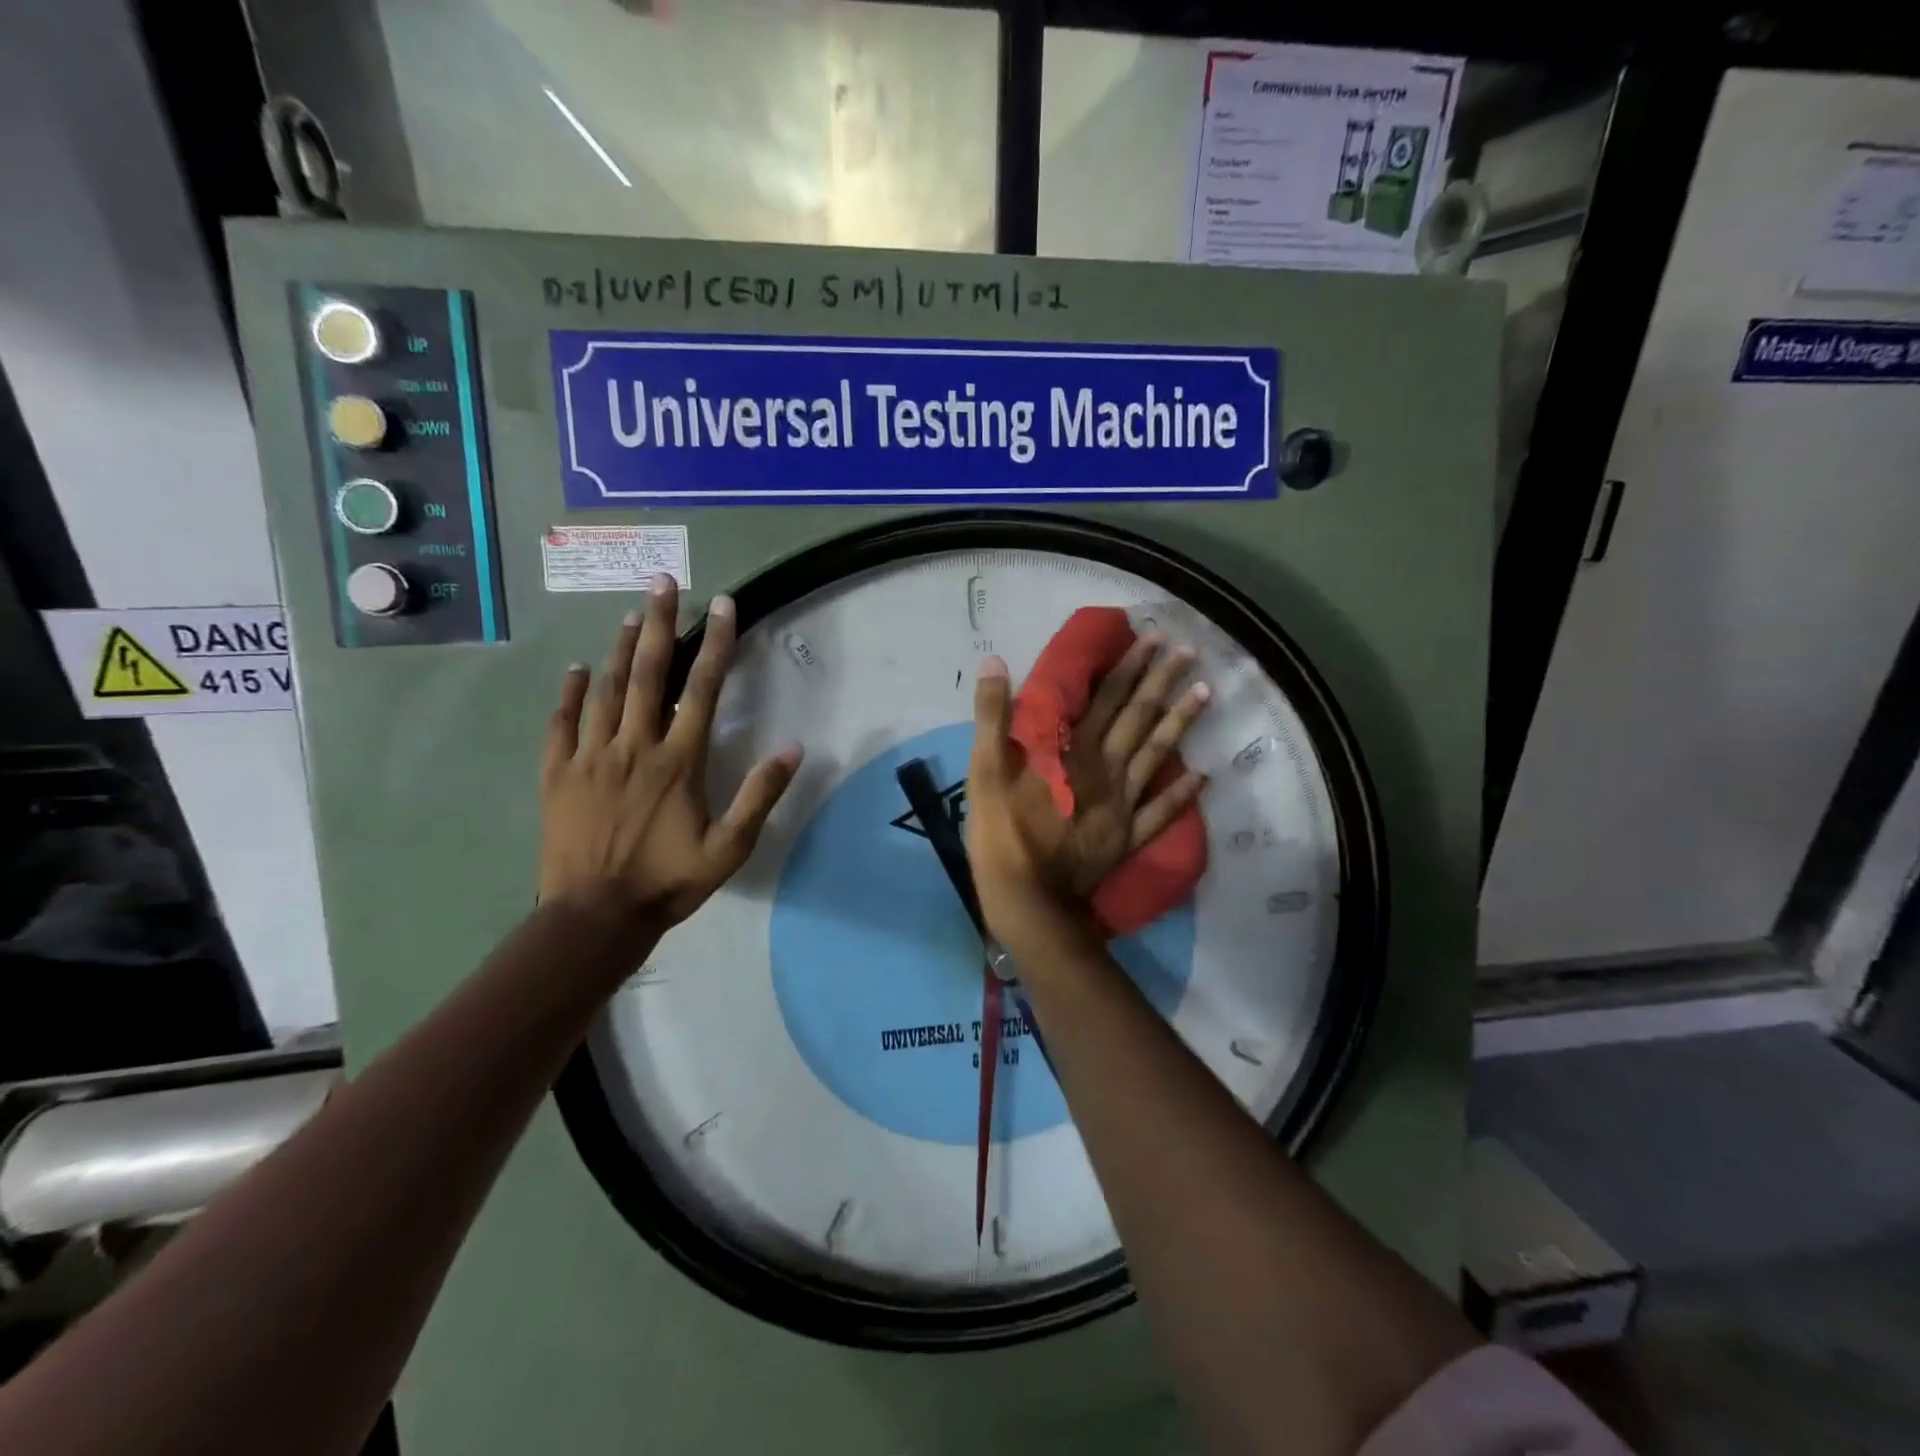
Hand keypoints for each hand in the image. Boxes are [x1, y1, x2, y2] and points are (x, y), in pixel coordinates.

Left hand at [538, 574, 801, 939]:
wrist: (594, 917)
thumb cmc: (668, 881)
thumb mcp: (729, 848)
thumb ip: (760, 796)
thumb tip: (793, 749)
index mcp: (678, 761)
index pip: (700, 689)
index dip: (715, 643)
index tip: (721, 605)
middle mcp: (634, 746)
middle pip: (648, 673)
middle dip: (661, 624)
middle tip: (664, 582)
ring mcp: (591, 757)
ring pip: (607, 689)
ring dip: (622, 648)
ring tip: (633, 613)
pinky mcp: (558, 774)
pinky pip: (563, 723)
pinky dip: (570, 693)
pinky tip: (577, 670)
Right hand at [965, 637, 1207, 960]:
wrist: (1027, 900)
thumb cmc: (1002, 833)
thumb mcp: (983, 770)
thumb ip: (993, 716)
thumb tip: (995, 662)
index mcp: (1072, 751)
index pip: (1106, 698)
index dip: (1130, 667)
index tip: (1155, 639)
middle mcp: (1105, 770)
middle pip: (1138, 719)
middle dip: (1162, 682)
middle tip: (1189, 651)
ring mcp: (1122, 805)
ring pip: (1157, 756)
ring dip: (1181, 723)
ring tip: (1207, 692)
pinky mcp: (1127, 837)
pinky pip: (1162, 812)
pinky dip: (1183, 794)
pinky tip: (1204, 775)